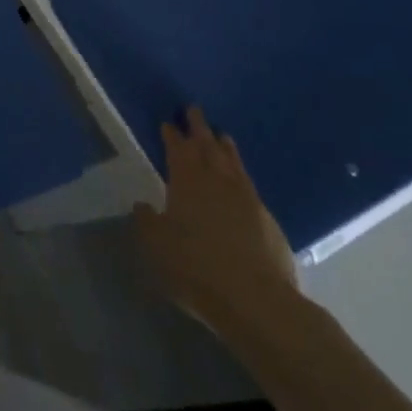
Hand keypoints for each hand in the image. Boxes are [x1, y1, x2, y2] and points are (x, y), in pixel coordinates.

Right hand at [132, 107, 299, 339]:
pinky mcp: (268, 220)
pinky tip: (241, 179)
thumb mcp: (156, 246)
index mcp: (187, 183)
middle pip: (208, 147)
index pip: (178, 150)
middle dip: (199, 128)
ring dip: (224, 147)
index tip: (169, 122)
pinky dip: (241, 173)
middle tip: (194, 110)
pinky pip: (250, 184)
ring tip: (221, 135)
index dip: (172, 135)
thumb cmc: (196, 268)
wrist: (256, 300)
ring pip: (233, 163)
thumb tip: (143, 204)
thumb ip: (147, 221)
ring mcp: (247, 199)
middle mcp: (217, 182)